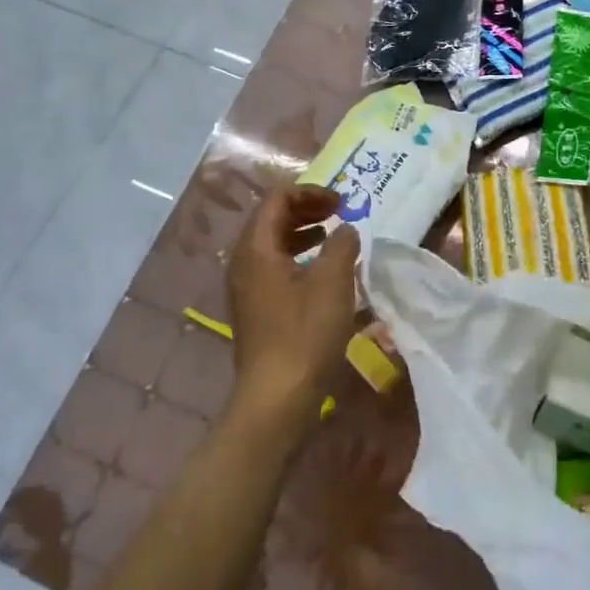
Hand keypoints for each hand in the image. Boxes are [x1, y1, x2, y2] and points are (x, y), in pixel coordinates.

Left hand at [225, 183, 359, 431]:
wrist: (277, 396)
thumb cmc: (305, 332)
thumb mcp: (333, 281)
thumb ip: (342, 245)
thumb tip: (345, 230)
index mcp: (256, 248)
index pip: (277, 200)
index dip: (310, 193)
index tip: (341, 202)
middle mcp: (243, 263)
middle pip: (271, 220)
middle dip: (306, 210)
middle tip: (338, 213)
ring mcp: (246, 289)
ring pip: (273, 246)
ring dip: (303, 234)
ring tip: (333, 237)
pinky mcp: (255, 310)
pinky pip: (275, 269)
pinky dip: (299, 259)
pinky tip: (323, 274)